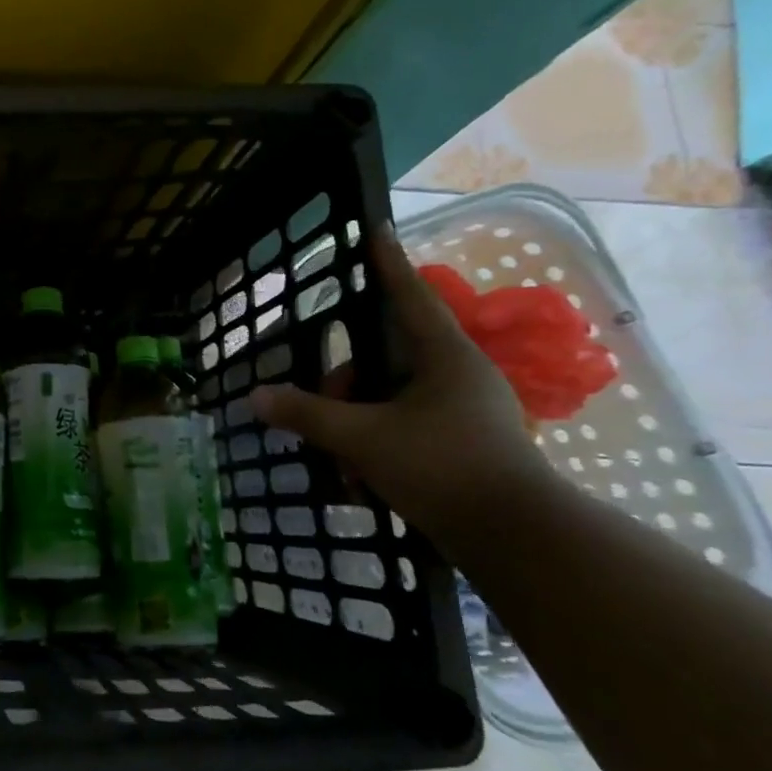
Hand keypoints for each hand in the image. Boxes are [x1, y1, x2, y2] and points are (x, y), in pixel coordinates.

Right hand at [249, 228, 556, 541]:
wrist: (516, 538)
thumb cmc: (442, 468)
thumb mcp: (363, 439)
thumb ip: (307, 415)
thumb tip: (255, 396)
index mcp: (444, 356)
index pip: (409, 296)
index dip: (387, 264)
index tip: (375, 231)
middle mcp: (458, 374)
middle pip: (386, 357)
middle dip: (346, 383)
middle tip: (320, 407)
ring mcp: (465, 411)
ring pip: (392, 398)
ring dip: (358, 422)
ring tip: (339, 460)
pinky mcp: (465, 444)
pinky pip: (406, 427)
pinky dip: (377, 444)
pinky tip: (359, 480)